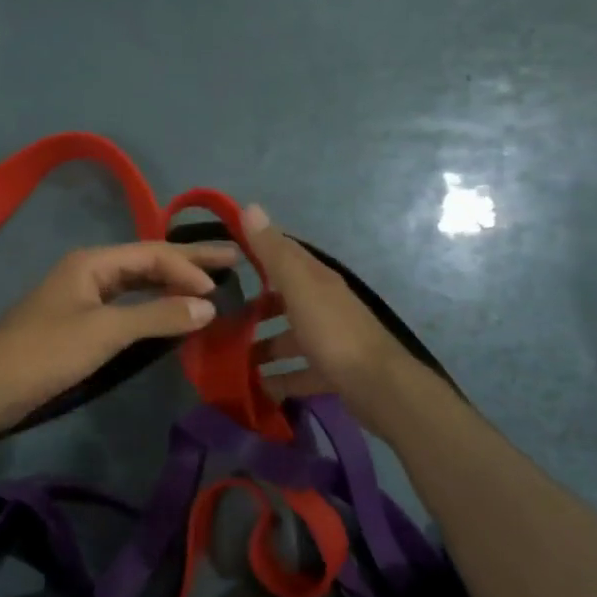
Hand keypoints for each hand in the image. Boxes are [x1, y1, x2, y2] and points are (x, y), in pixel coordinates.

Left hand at [0, 240, 238, 433]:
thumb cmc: (44, 352)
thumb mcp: (103, 331)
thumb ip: (156, 316)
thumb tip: (208, 306)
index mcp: (93, 262)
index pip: (153, 254)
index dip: (190, 267)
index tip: (224, 286)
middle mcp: (90, 272)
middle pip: (147, 262)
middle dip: (188, 263)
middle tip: (233, 262)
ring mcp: (83, 298)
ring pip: (136, 284)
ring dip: (171, 285)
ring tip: (210, 287)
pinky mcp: (80, 325)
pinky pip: (126, 307)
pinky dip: (151, 309)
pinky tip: (170, 316)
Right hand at [244, 204, 413, 432]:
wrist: (378, 386)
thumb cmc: (333, 333)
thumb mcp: (300, 288)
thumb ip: (274, 253)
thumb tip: (250, 207)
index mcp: (317, 281)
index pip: (284, 255)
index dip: (257, 250)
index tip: (224, 254)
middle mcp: (324, 306)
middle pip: (283, 301)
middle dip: (253, 309)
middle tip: (218, 320)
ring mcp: (329, 341)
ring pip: (288, 340)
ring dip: (262, 348)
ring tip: (228, 360)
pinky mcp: (331, 372)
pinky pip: (298, 373)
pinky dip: (278, 380)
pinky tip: (256, 389)